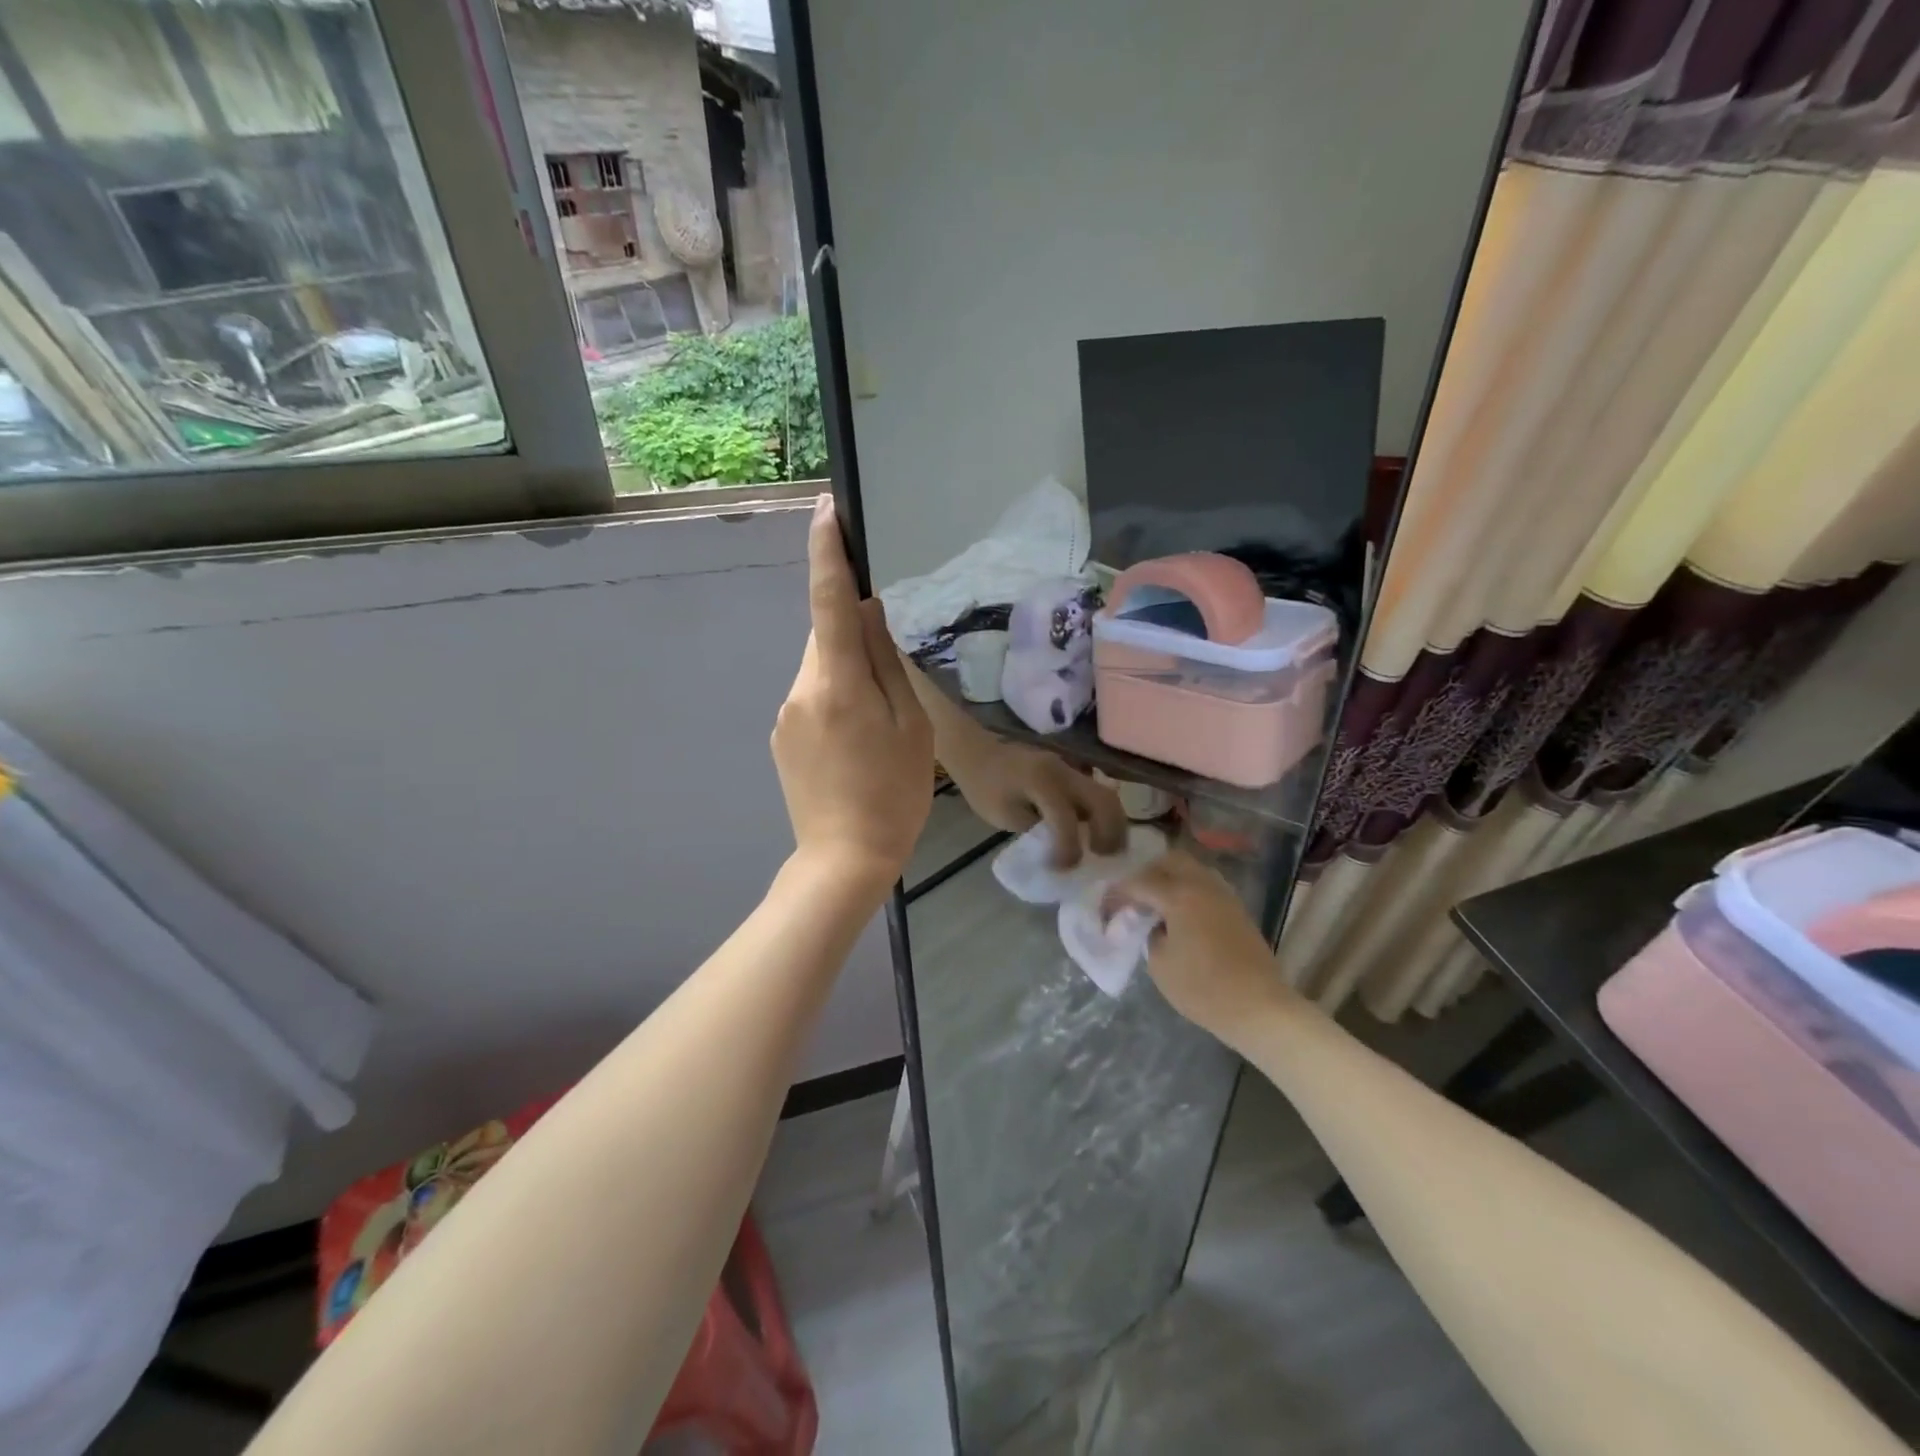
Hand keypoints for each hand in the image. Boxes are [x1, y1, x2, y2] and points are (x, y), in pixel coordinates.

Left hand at [772, 496, 933, 892]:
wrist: (842, 859)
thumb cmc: (892, 795)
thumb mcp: (910, 727)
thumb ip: (887, 664)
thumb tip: (870, 612)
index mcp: (838, 682)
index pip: (829, 601)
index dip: (827, 553)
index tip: (826, 510)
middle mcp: (801, 687)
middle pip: (827, 636)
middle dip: (854, 633)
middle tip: (891, 663)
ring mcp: (785, 713)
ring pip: (821, 667)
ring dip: (847, 672)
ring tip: (879, 717)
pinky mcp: (781, 736)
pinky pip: (812, 696)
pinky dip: (835, 698)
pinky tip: (856, 740)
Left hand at [944, 737, 1127, 868]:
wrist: (976, 751)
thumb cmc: (983, 785)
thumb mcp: (1003, 816)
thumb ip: (1036, 831)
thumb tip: (1063, 848)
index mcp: (1042, 783)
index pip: (1066, 821)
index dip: (1068, 851)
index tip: (1063, 869)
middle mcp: (1065, 772)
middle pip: (1105, 802)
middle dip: (1110, 834)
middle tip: (1104, 858)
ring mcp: (1071, 768)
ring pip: (1107, 795)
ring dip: (1113, 824)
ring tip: (1105, 849)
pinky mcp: (1071, 770)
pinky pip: (1096, 792)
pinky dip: (1102, 813)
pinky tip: (1096, 832)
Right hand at [1111, 850, 1284, 1041]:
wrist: (1259, 1007)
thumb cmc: (1203, 988)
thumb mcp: (1160, 965)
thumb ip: (1150, 934)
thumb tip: (1154, 924)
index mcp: (1179, 895)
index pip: (1139, 882)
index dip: (1118, 893)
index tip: (1105, 907)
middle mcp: (1202, 885)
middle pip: (1170, 861)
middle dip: (1147, 874)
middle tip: (1134, 899)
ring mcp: (1224, 895)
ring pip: (1192, 870)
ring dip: (1170, 879)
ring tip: (1157, 905)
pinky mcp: (1237, 909)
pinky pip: (1206, 885)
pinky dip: (1188, 890)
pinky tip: (1180, 915)